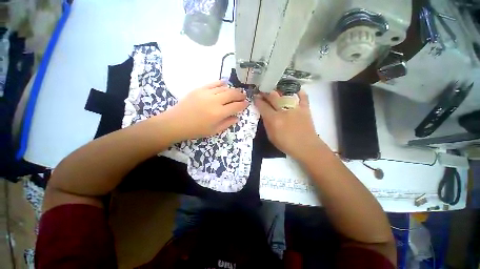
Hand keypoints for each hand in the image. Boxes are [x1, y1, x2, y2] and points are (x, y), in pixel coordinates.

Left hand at [165, 81, 248, 140]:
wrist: (177, 122)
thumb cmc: (196, 130)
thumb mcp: (214, 131)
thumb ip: (227, 123)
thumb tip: (237, 117)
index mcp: (219, 113)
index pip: (236, 106)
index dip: (243, 104)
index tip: (247, 103)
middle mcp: (215, 101)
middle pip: (231, 95)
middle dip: (240, 95)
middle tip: (244, 95)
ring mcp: (206, 93)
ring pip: (224, 88)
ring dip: (232, 89)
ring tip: (236, 91)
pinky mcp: (199, 89)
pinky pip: (213, 83)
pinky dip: (220, 83)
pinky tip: (225, 83)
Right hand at [254, 90, 324, 161]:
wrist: (306, 147)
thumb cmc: (286, 144)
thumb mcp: (271, 136)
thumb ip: (267, 124)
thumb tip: (265, 114)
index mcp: (274, 119)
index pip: (263, 106)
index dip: (258, 100)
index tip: (255, 97)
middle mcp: (283, 111)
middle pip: (273, 97)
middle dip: (266, 93)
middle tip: (263, 91)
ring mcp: (295, 108)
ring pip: (285, 94)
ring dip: (278, 91)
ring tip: (275, 89)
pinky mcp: (305, 109)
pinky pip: (303, 97)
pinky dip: (299, 92)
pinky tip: (295, 89)